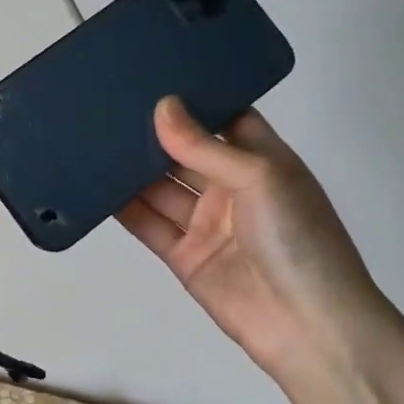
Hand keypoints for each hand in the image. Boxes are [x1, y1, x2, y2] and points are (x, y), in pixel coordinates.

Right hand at [117, 97, 386, 391]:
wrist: (311, 330)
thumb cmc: (298, 238)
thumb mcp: (260, 177)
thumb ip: (204, 145)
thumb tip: (161, 105)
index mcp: (261, 160)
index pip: (223, 117)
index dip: (192, 98)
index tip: (151, 73)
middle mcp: (231, 186)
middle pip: (185, 151)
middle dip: (153, 131)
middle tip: (107, 101)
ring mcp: (206, 222)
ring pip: (160, 185)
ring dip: (132, 166)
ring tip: (92, 134)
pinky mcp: (183, 255)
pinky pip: (148, 224)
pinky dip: (122, 207)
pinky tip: (93, 182)